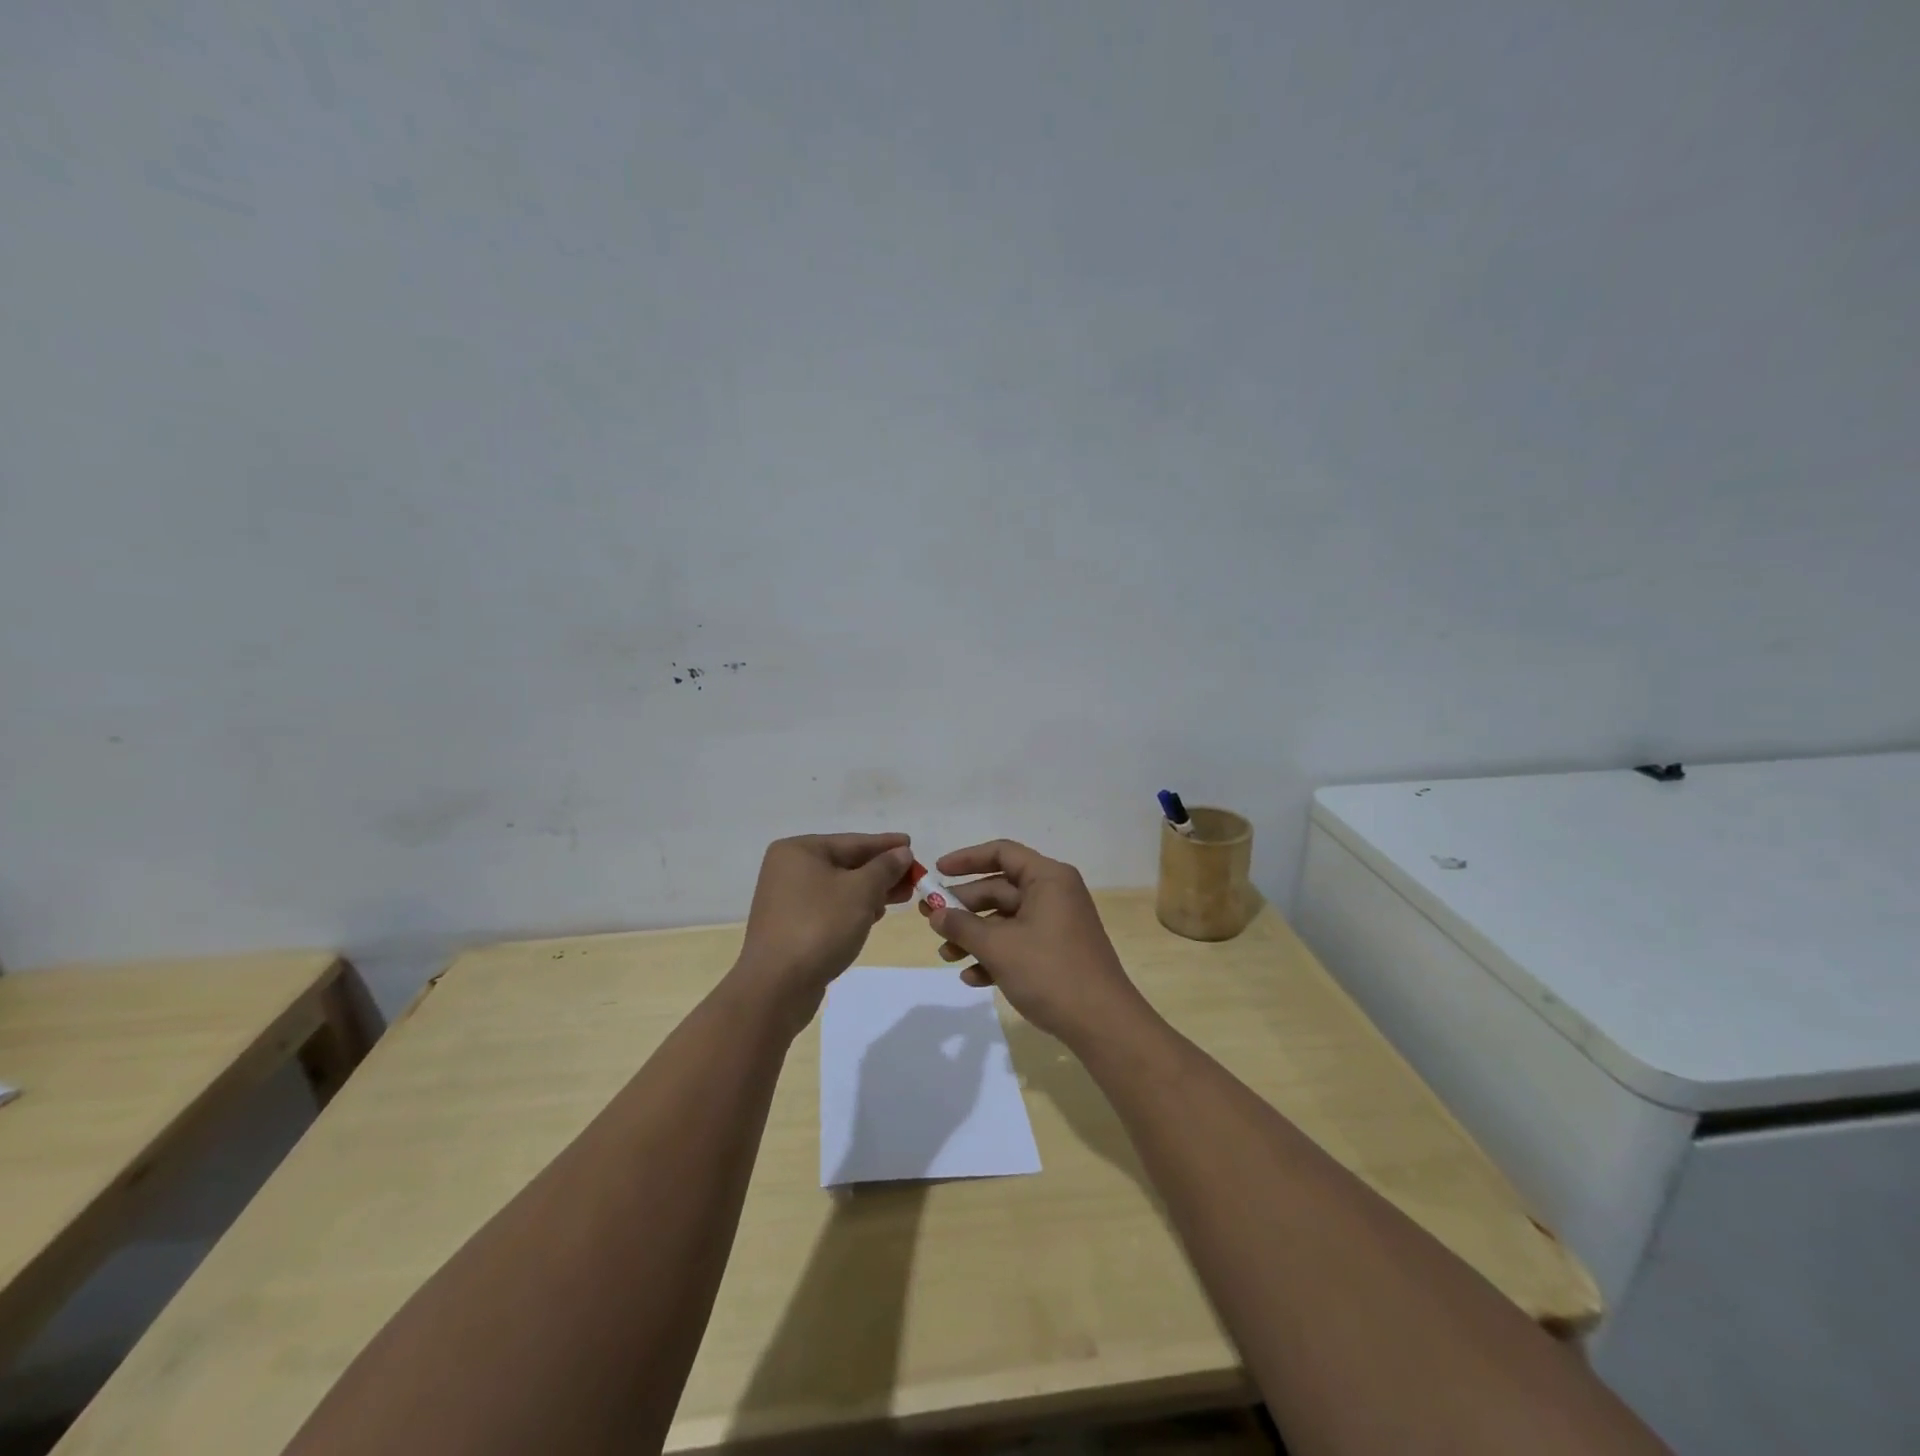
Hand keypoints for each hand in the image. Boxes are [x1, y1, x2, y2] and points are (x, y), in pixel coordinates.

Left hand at [732, 833, 915, 1031]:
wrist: (777, 986)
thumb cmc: (820, 926)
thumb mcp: (861, 891)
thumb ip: (885, 868)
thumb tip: (902, 852)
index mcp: (799, 850)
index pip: (852, 841)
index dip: (886, 844)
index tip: (912, 844)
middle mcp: (789, 869)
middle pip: (846, 863)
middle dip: (882, 871)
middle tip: (914, 877)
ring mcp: (787, 899)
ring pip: (839, 887)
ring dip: (871, 891)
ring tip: (903, 897)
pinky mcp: (791, 926)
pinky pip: (830, 907)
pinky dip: (853, 908)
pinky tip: (875, 915)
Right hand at [918, 839, 1148, 1047]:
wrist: (1103, 1024)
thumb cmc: (1050, 972)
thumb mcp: (999, 947)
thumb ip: (962, 926)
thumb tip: (935, 913)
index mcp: (1047, 878)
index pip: (1002, 853)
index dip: (966, 859)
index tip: (936, 872)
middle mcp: (1054, 894)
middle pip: (999, 888)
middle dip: (963, 907)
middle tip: (929, 919)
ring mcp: (1057, 924)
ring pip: (1005, 920)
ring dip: (974, 936)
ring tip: (945, 956)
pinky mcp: (1057, 952)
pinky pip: (1018, 943)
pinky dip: (995, 956)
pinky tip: (972, 978)